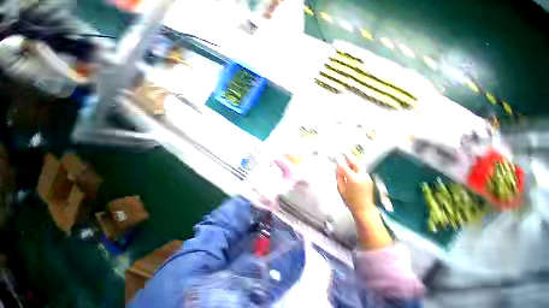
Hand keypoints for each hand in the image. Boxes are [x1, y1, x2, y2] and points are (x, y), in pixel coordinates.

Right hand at [336, 155, 374, 216]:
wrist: (363, 208)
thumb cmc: (349, 200)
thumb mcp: (340, 188)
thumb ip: (339, 176)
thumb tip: (338, 168)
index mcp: (353, 178)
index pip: (345, 166)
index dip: (340, 161)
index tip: (336, 157)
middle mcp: (361, 176)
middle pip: (356, 163)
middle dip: (350, 158)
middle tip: (344, 154)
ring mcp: (367, 177)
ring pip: (360, 166)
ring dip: (353, 162)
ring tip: (348, 161)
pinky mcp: (369, 180)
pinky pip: (362, 170)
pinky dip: (356, 168)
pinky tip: (352, 169)